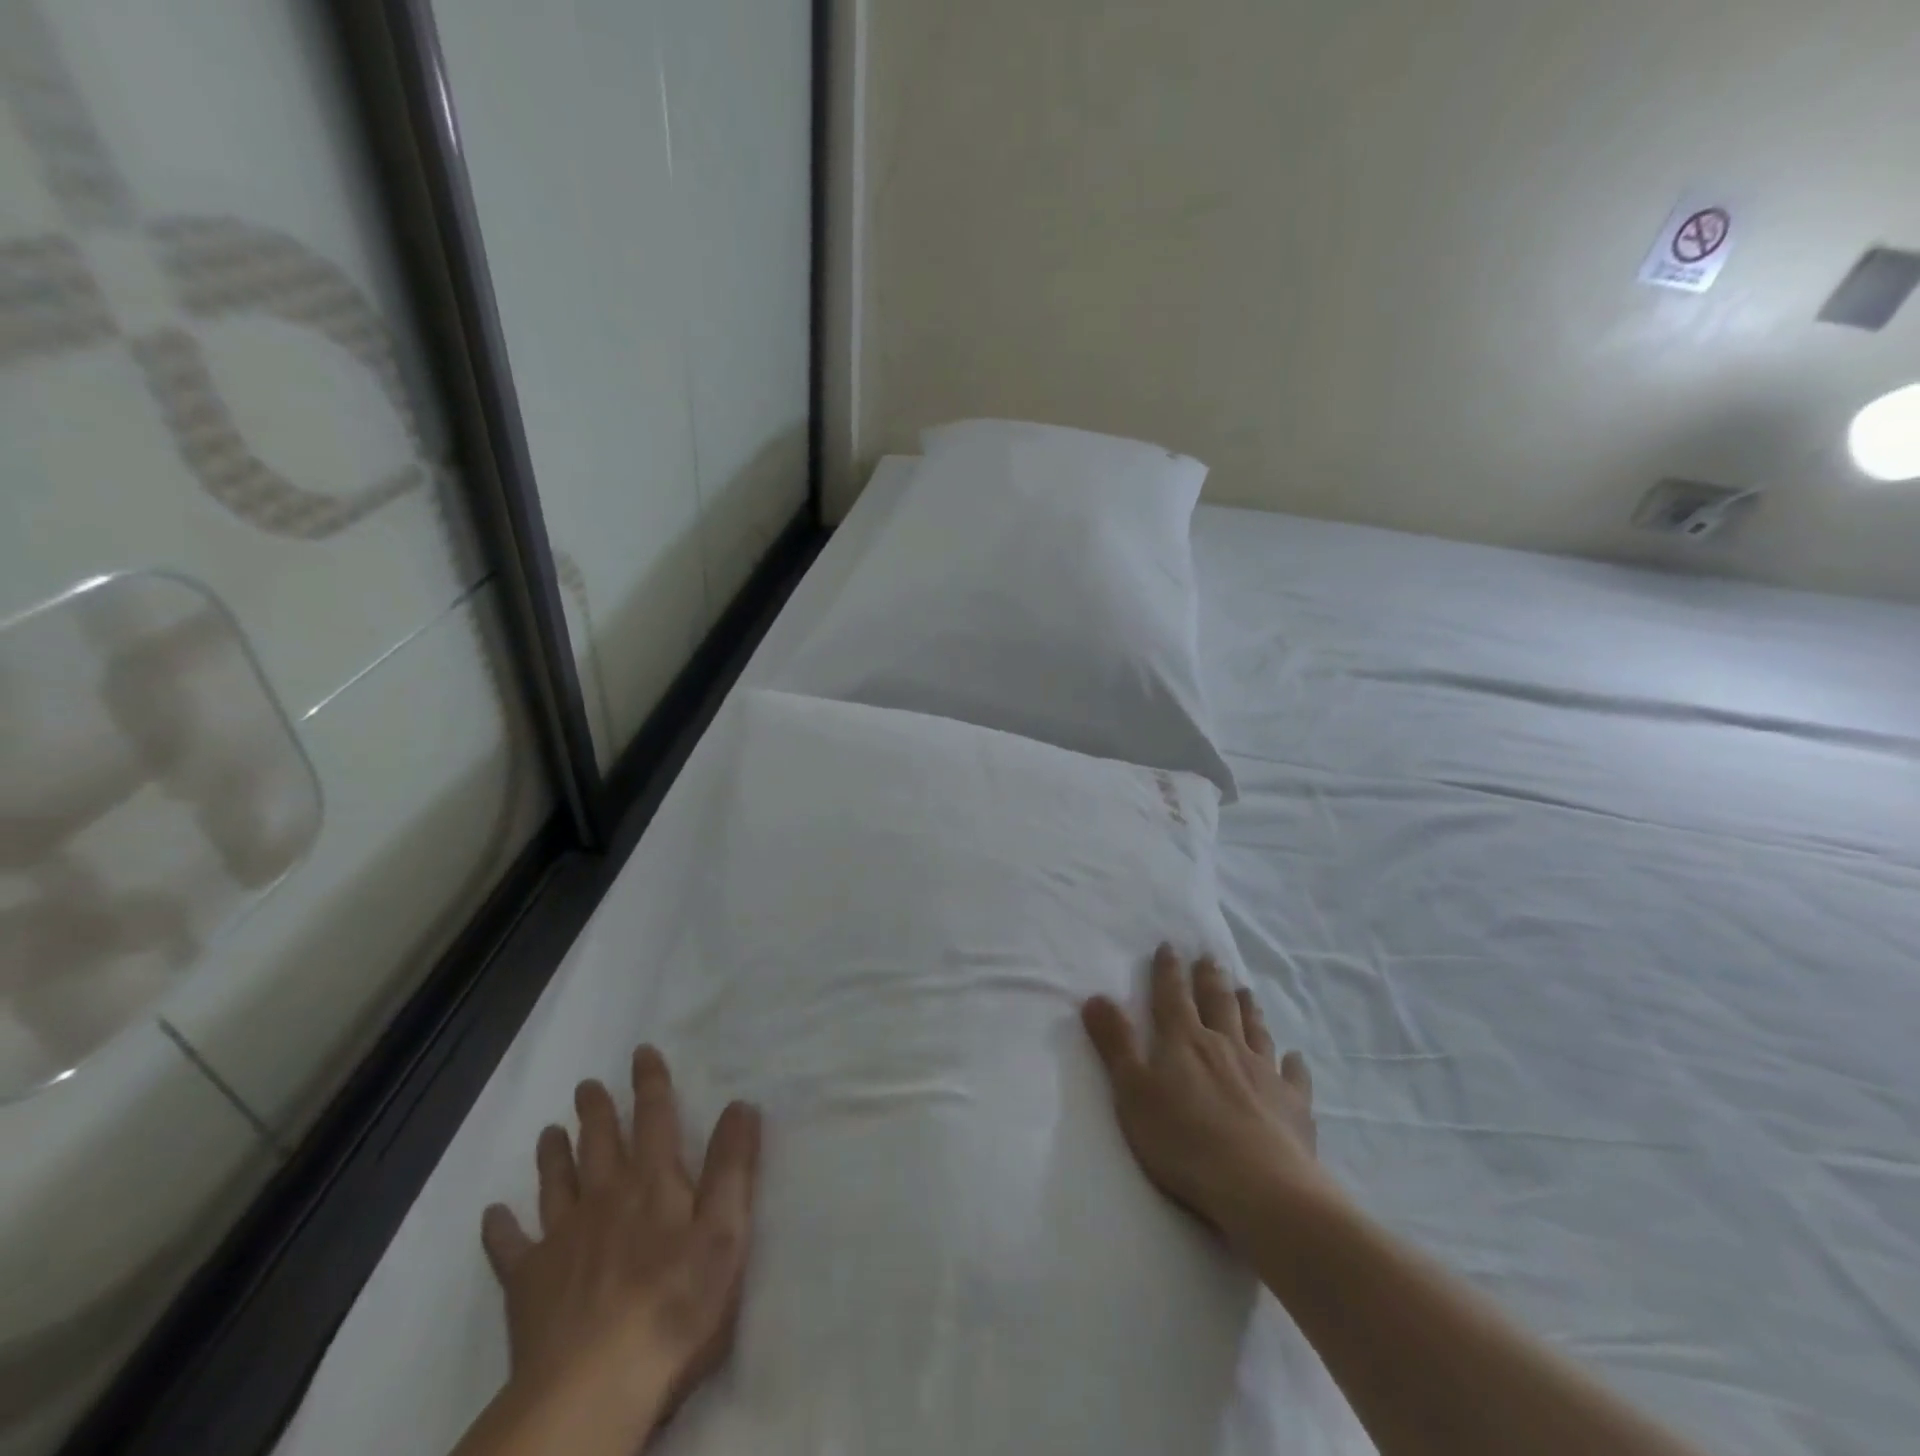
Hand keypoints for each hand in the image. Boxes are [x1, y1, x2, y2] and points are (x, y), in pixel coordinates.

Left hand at [478, 1046, 760, 1444]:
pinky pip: (509, 1248)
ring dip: (553, 1154)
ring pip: (556, 1182)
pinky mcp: (528, 1284)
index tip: (641, 1052)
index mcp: (653, 1181)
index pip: (654, 1117)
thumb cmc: (676, 1304)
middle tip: (586, 1085)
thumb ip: (733, 1165)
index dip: (650, 1082)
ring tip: (548, 1131)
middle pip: (600, 1142)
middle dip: (596, 1110)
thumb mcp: (725, 1231)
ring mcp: (562, 1238)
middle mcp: (605, 1196)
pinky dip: (501, 1229)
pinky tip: (493, 1215)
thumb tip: (741, 1104)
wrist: (595, 1386)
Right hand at [1082, 945, 1332, 1246]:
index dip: (1168, 971)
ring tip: (1245, 990)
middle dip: (1210, 979)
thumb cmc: (1183, 1140)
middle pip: (1217, 1003)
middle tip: (1210, 958)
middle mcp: (1225, 1046)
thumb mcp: (1132, 1090)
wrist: (1260, 1188)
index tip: (1169, 946)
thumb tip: (1095, 996)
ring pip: (1254, 1030)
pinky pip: (1293, 1076)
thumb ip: (1115, 1043)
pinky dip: (1293, 1063)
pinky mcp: (1293, 1106)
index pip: (1172, 996)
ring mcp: (1263, 1074)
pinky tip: (1294, 1057)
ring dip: (1248, 1008)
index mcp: (1184, 1040)